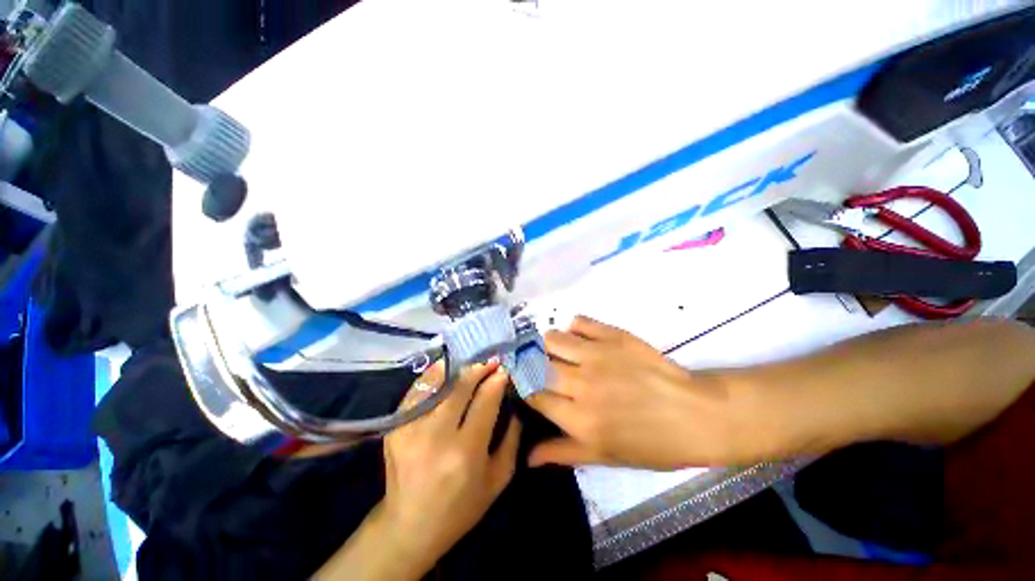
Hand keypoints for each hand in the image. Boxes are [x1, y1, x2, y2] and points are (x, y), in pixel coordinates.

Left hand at [380, 360, 520, 575]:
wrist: (409, 526)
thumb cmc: (461, 507)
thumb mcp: (498, 479)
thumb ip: (513, 439)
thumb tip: (514, 403)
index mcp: (465, 452)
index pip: (485, 400)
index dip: (497, 381)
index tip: (503, 371)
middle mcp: (436, 436)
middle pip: (461, 386)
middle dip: (479, 369)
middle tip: (490, 362)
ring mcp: (410, 428)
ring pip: (438, 382)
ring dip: (458, 369)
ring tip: (471, 365)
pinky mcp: (395, 426)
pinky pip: (418, 390)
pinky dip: (434, 376)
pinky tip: (447, 372)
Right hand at [526, 316, 772, 469]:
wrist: (696, 414)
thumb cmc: (652, 443)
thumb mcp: (605, 457)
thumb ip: (562, 453)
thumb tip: (527, 457)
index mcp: (579, 419)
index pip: (533, 395)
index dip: (525, 389)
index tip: (529, 387)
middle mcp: (582, 384)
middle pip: (536, 363)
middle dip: (532, 364)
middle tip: (542, 368)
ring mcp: (598, 355)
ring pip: (552, 338)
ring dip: (550, 345)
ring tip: (560, 352)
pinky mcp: (614, 335)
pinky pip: (580, 321)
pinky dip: (575, 328)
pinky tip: (583, 339)